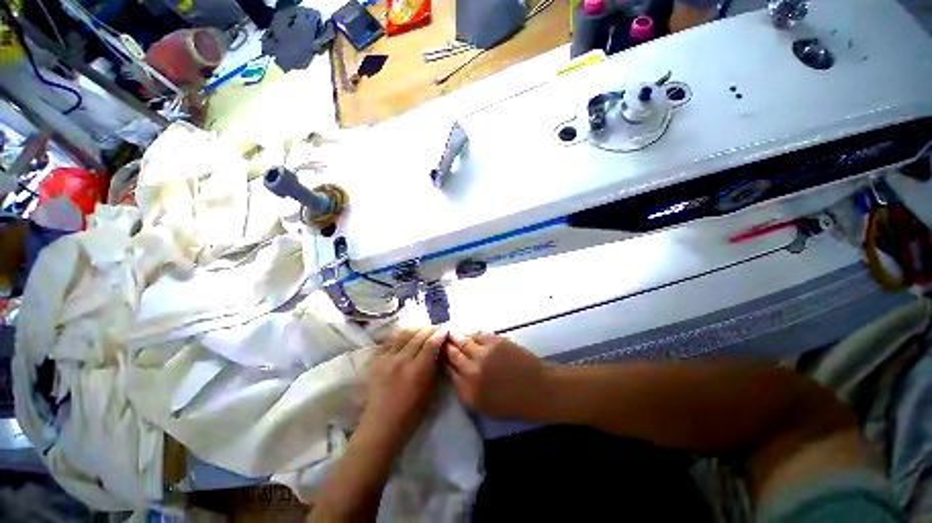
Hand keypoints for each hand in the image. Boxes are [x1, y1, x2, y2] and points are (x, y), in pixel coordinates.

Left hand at [358, 326, 448, 450]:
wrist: (381, 425)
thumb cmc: (411, 413)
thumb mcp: (430, 391)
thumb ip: (434, 367)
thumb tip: (440, 350)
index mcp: (418, 370)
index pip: (431, 343)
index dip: (440, 333)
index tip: (446, 329)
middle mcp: (402, 360)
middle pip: (419, 336)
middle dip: (430, 329)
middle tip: (437, 328)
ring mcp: (387, 358)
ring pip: (404, 334)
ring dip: (416, 329)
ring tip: (423, 329)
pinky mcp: (376, 360)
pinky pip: (390, 340)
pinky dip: (401, 335)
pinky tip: (407, 335)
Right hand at [445, 332, 550, 419]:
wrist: (536, 389)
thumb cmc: (511, 403)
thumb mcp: (483, 406)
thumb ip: (465, 390)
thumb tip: (453, 373)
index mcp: (468, 391)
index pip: (449, 371)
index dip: (443, 361)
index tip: (439, 355)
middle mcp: (472, 371)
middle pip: (453, 354)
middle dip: (445, 346)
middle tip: (441, 340)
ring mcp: (483, 354)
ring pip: (463, 342)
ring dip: (455, 336)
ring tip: (449, 332)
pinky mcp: (495, 342)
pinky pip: (477, 334)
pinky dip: (470, 333)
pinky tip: (467, 332)